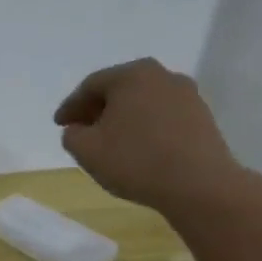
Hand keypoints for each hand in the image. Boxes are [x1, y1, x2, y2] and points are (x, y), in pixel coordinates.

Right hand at [54, 58, 241, 213]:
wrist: (199, 185)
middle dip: (97, 108)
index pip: (90, 86)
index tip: (59, 125)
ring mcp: (187, 95)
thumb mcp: (86, 150)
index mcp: (132, 75)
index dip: (70, 106)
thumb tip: (78, 129)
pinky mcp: (202, 116)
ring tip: (109, 140)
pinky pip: (162, 115)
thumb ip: (71, 135)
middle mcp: (162, 76)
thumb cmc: (136, 161)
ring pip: (143, 101)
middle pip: (119, 89)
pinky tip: (138, 146)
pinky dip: (145, 126)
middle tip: (81, 129)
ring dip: (122, 117)